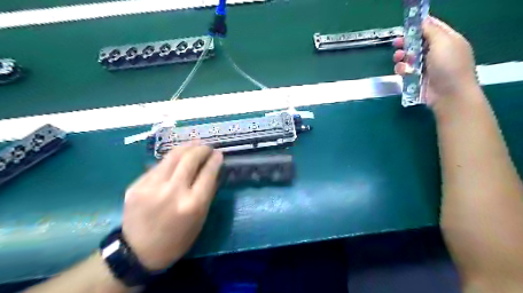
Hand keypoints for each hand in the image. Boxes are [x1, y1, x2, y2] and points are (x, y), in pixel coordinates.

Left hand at [122, 145, 224, 271]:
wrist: (138, 252)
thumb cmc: (177, 239)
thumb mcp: (200, 219)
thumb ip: (207, 193)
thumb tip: (212, 171)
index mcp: (192, 204)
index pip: (208, 173)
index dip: (215, 160)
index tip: (219, 154)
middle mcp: (172, 191)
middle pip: (190, 159)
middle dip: (202, 149)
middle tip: (207, 147)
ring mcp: (151, 186)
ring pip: (172, 156)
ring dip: (186, 148)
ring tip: (194, 145)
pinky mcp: (136, 185)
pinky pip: (158, 166)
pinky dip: (171, 159)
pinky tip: (176, 158)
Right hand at [394, 15, 478, 108]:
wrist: (449, 95)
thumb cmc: (449, 66)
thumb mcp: (443, 43)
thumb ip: (431, 30)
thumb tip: (423, 21)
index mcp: (448, 40)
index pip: (433, 28)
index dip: (420, 26)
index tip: (406, 26)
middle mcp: (437, 52)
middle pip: (417, 43)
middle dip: (406, 42)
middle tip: (396, 43)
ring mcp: (427, 66)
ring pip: (409, 57)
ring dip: (402, 57)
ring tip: (399, 58)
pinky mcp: (418, 78)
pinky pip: (406, 71)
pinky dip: (402, 70)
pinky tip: (402, 71)